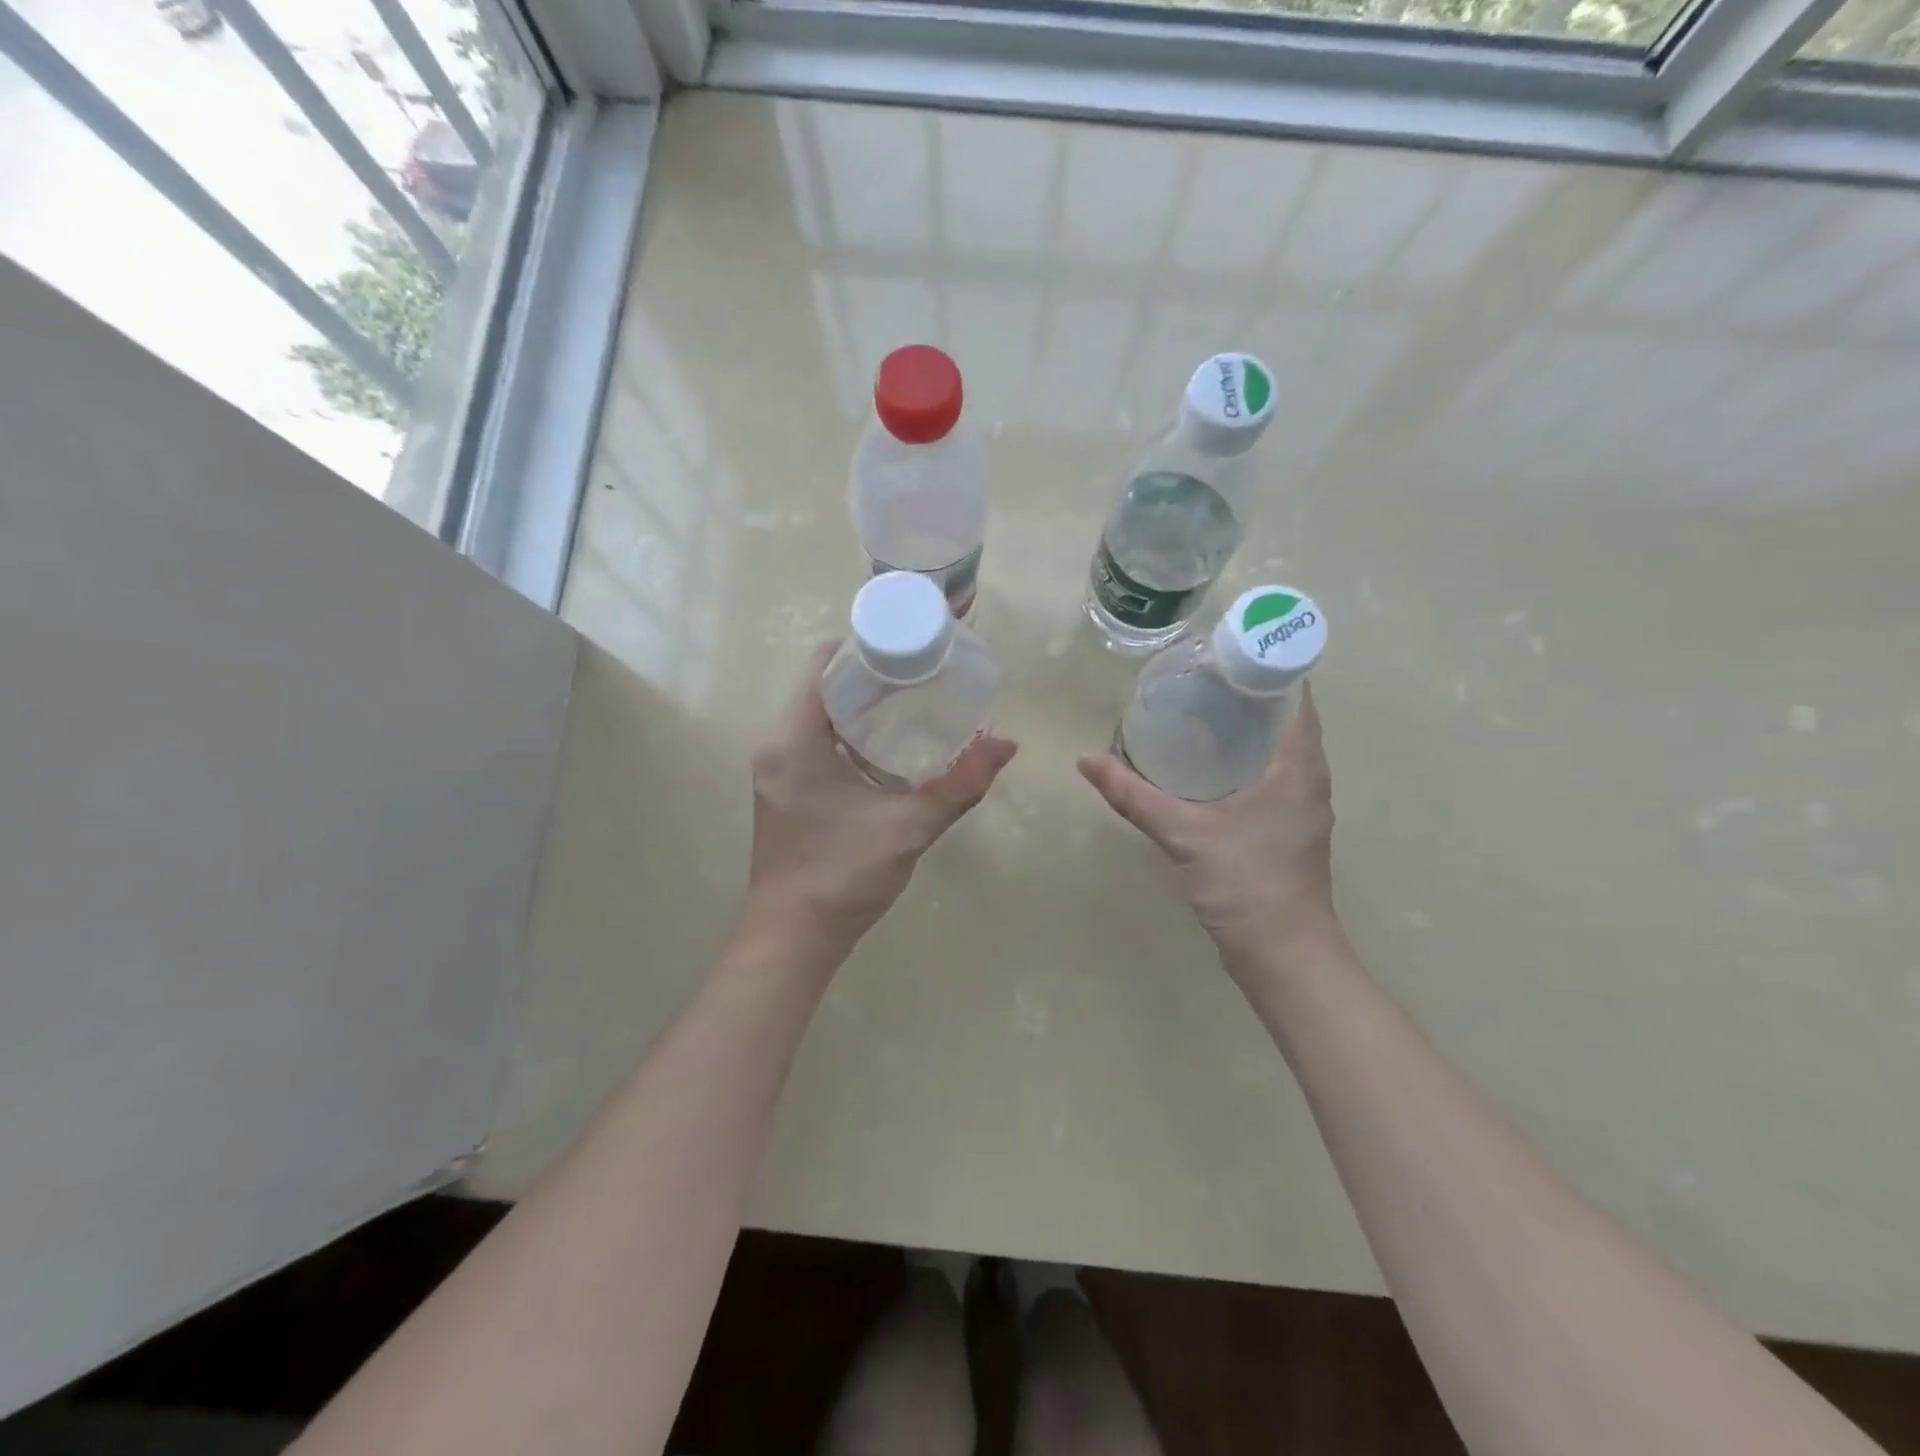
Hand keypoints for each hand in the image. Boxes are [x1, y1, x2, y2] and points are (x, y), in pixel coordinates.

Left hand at [745, 642, 1017, 954]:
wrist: (792, 938)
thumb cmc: (841, 876)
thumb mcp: (907, 828)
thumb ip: (959, 785)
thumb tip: (1006, 745)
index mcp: (794, 738)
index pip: (824, 663)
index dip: (867, 647)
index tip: (912, 649)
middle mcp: (777, 744)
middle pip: (825, 686)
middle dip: (874, 677)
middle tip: (926, 677)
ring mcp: (777, 769)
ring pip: (820, 715)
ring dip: (863, 707)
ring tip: (917, 706)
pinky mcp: (785, 790)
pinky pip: (817, 741)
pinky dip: (852, 735)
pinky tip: (892, 749)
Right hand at [1078, 683, 1338, 962]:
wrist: (1283, 954)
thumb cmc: (1245, 884)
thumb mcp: (1184, 834)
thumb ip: (1133, 795)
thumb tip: (1087, 762)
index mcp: (1298, 766)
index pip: (1295, 695)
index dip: (1266, 665)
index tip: (1223, 651)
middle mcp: (1309, 779)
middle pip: (1286, 717)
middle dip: (1248, 692)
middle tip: (1198, 675)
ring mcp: (1302, 806)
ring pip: (1279, 748)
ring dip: (1247, 726)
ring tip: (1198, 708)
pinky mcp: (1290, 828)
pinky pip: (1272, 774)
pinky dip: (1245, 757)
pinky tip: (1206, 764)